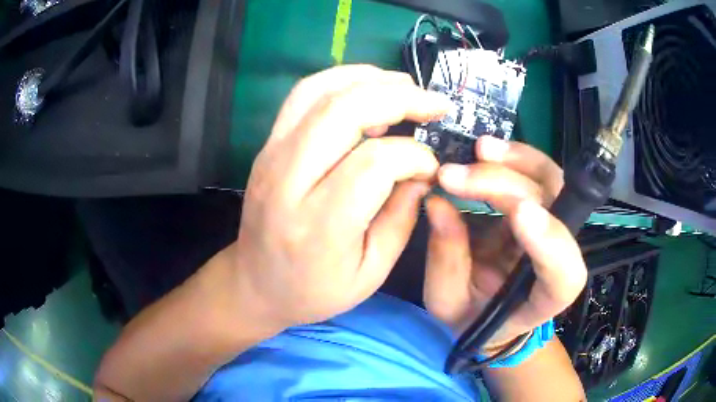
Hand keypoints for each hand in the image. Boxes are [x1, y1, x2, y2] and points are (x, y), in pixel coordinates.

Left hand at [233, 65, 449, 329]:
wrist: (255, 282)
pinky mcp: (267, 145)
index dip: (414, 156)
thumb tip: (423, 171)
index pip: (375, 163)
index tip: (430, 167)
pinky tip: (367, 87)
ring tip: (406, 86)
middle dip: (399, 98)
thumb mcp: (371, 272)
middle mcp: (288, 181)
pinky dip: (340, 80)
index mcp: (319, 226)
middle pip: (344, 111)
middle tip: (435, 103)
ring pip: (320, 92)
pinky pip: (302, 96)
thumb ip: (401, 218)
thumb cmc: (314, 290)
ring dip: (369, 79)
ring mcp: (271, 156)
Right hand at [423, 136, 587, 349]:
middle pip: (553, 210)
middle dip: (506, 186)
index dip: (550, 240)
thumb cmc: (471, 317)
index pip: (564, 272)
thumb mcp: (449, 301)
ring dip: (518, 161)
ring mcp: (552, 226)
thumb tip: (437, 201)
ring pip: (552, 183)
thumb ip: (447, 259)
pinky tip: (486, 150)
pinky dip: (513, 158)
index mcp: (547, 296)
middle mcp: (561, 255)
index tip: (518, 212)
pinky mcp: (538, 206)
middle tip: (454, 176)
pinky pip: (536, 174)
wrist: (488, 311)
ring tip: (480, 150)